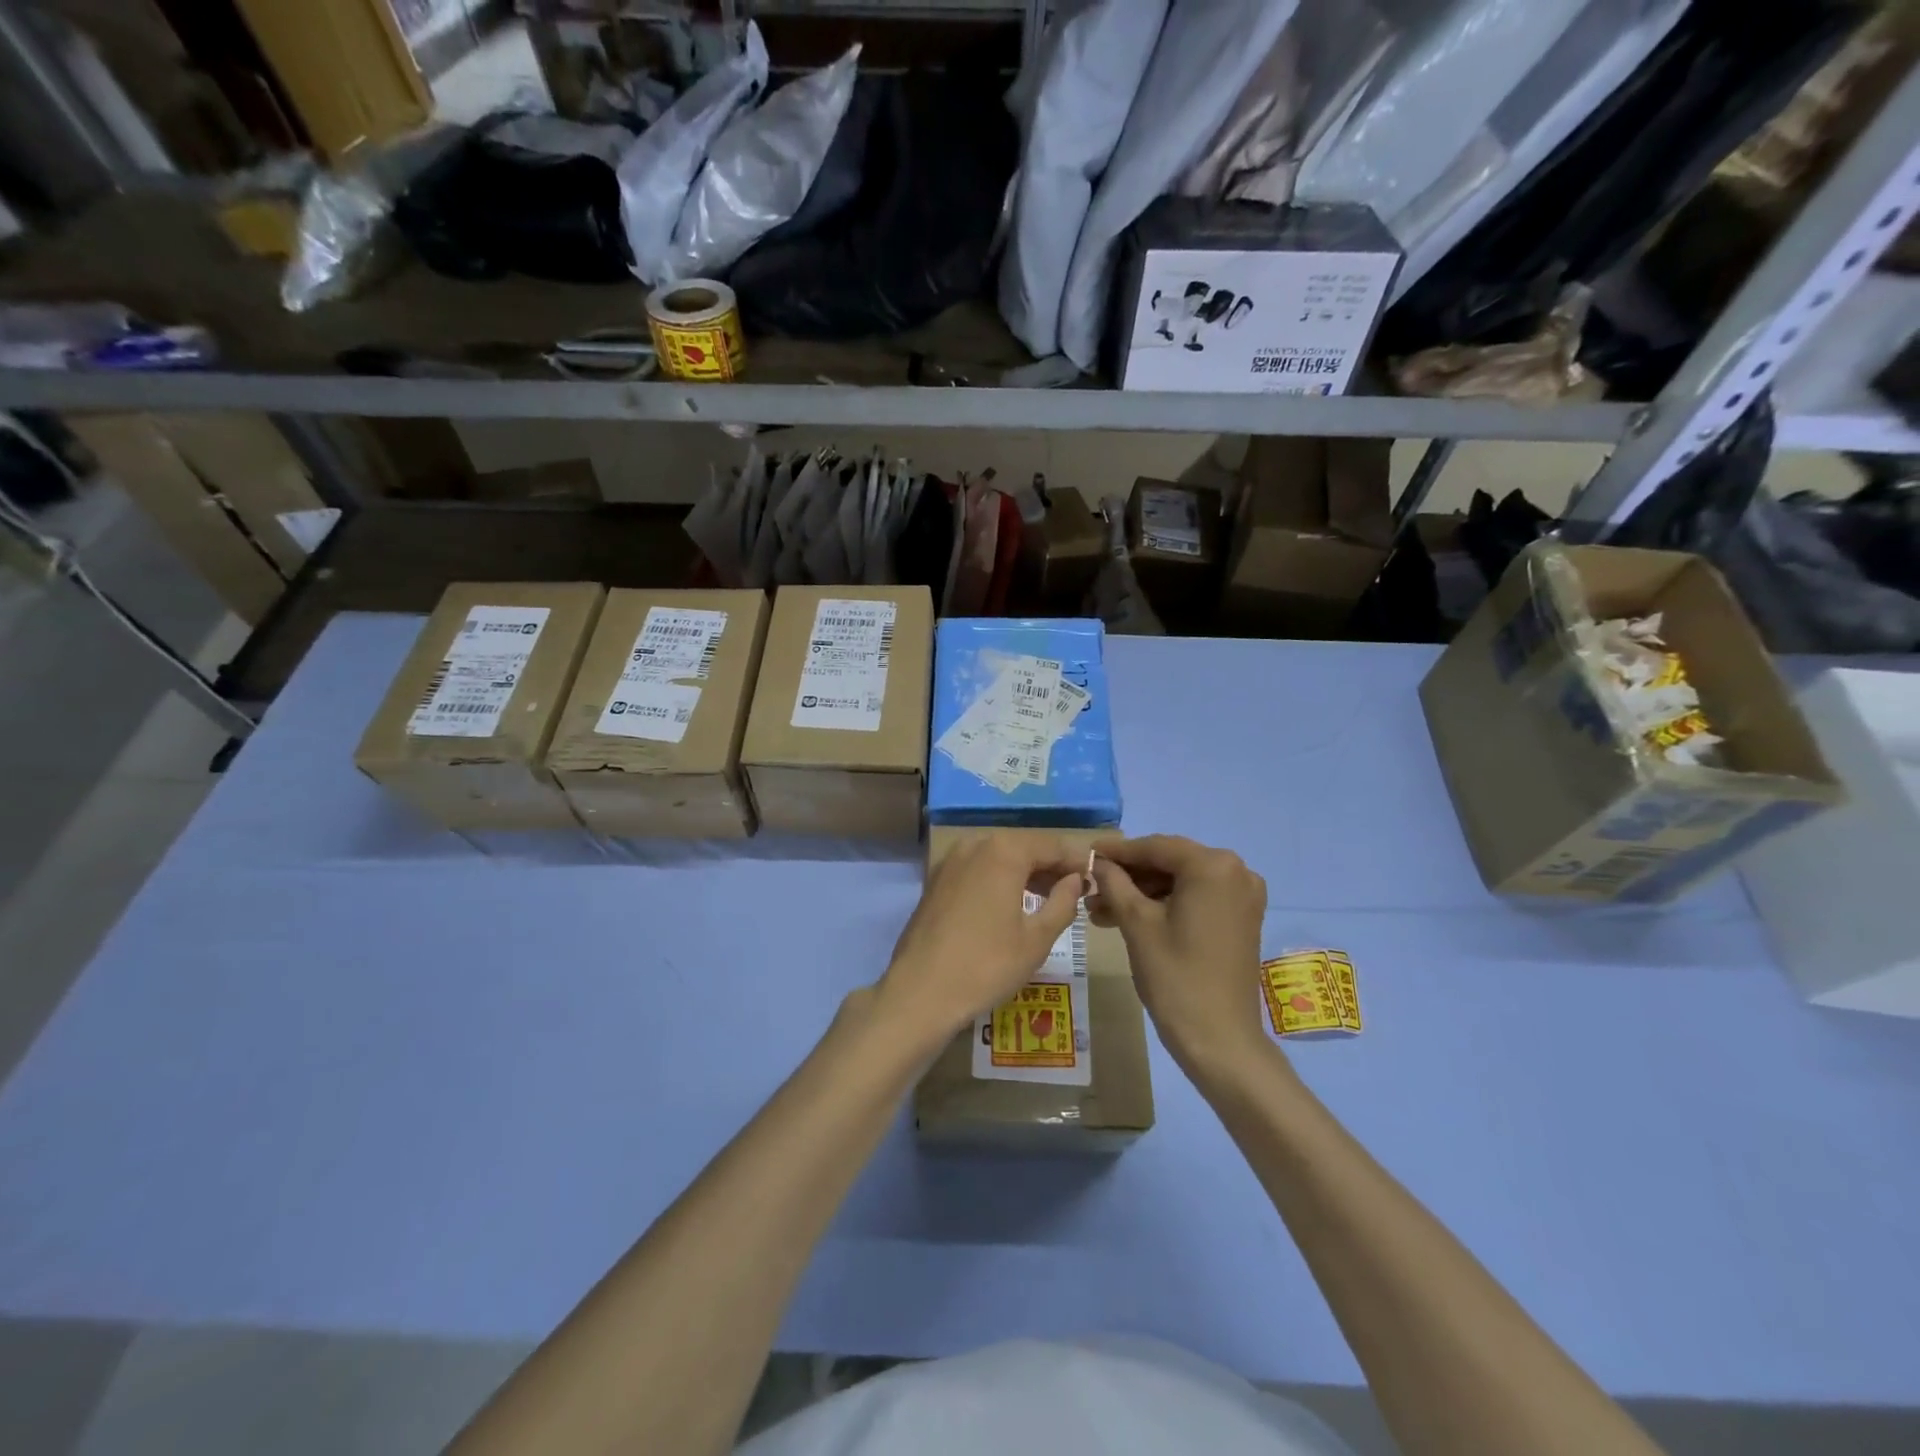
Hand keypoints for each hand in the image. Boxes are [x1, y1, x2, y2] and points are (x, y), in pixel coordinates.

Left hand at [876, 833, 1085, 1048]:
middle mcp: (975, 844)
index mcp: (1004, 851)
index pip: (1051, 845)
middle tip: (1075, 890)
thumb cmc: (987, 965)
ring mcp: (950, 861)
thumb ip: (1063, 902)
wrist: (921, 991)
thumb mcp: (1037, 938)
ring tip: (1048, 899)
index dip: (1075, 860)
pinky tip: (1011, 904)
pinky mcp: (935, 881)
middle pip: (1023, 847)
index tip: (1096, 877)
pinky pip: (977, 870)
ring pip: (998, 857)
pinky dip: (998, 880)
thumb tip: (1074, 880)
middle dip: (1050, 866)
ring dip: (1025, 873)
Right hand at [1090, 835, 1272, 1073]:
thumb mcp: (1137, 923)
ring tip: (1100, 910)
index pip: (1155, 847)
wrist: (1220, 1039)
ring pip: (1180, 882)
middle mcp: (1236, 871)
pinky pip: (1196, 898)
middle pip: (1169, 863)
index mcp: (1213, 866)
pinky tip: (1129, 918)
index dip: (1117, 851)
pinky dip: (1165, 905)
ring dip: (1142, 893)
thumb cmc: (1175, 976)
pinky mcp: (1241, 918)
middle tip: (1090, 888)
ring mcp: (1242, 895)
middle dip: (1128, 876)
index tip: (1085, 852)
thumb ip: (1114, 882)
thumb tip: (1097, 861)